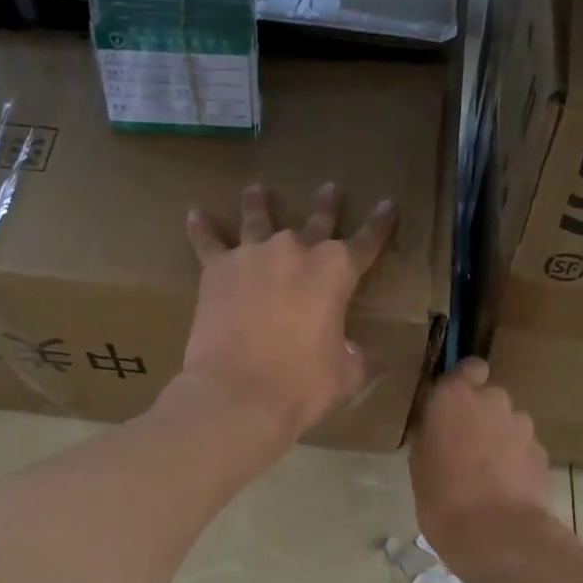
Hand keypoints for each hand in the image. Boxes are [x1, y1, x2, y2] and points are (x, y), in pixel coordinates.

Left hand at [179, 183, 396, 444]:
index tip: (388, 205)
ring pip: (258, 219)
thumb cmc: (302, 386)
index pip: (366, 243)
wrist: (239, 394)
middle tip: (329, 188)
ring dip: (260, 203)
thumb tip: (352, 350)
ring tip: (257, 189)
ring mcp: (253, 256)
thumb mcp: (346, 374)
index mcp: (336, 273)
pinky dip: (201, 229)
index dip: (379, 225)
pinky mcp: (217, 270)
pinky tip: (194, 215)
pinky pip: (208, 242)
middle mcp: (295, 252)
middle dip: (326, 206)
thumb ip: (353, 354)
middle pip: (316, 222)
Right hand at [409, 358, 553, 582]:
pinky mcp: (542, 453)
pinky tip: (504, 489)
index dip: (463, 383)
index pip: (468, 368)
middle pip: (488, 398)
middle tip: (463, 448)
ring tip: (485, 475)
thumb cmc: (443, 498)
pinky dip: (515, 462)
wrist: (498, 535)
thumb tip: (435, 428)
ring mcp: (523, 427)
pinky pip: (523, 449)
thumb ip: (429, 435)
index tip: (451, 406)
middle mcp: (493, 401)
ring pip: (508, 424)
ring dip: (499, 439)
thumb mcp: (418, 465)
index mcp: (455, 397)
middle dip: (479, 416)